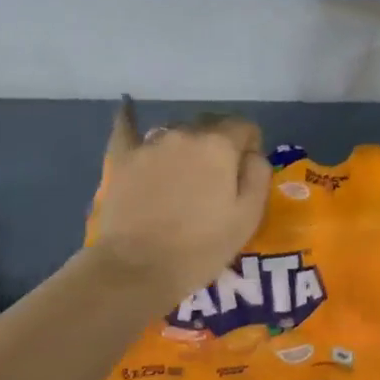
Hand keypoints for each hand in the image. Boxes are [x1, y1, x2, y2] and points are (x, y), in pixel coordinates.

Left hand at [89, 99, 271, 304]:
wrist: (137, 269)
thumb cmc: (201, 247)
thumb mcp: (248, 217)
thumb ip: (258, 175)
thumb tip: (252, 154)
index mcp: (219, 145)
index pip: (244, 127)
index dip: (250, 147)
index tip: (245, 175)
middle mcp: (185, 134)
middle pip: (210, 127)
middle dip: (218, 146)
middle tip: (215, 181)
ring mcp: (149, 144)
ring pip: (176, 133)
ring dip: (185, 147)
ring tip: (180, 177)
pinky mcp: (121, 159)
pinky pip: (127, 129)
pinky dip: (130, 121)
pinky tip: (127, 109)